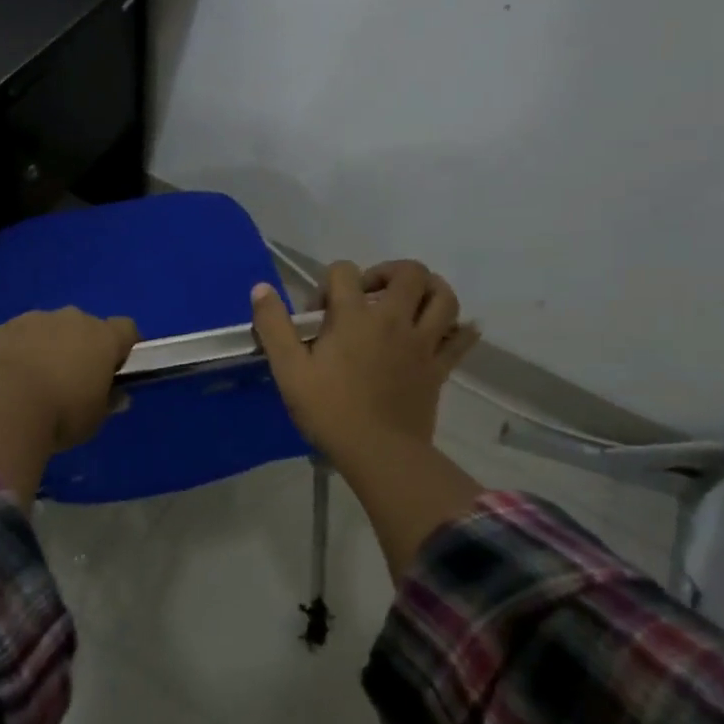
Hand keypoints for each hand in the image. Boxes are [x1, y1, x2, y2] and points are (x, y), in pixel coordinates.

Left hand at [0, 308, 140, 451]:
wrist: (0, 403)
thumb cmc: (60, 413)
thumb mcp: (93, 420)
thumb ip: (107, 403)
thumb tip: (116, 396)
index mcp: (103, 338)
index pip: (126, 330)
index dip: (123, 347)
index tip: (116, 369)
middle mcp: (73, 319)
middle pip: (86, 326)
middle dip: (83, 346)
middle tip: (74, 379)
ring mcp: (36, 319)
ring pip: (51, 328)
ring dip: (50, 346)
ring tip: (37, 380)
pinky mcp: (4, 326)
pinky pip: (21, 335)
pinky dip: (21, 350)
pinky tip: (10, 378)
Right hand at [251, 261, 478, 465]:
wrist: (378, 453)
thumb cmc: (329, 410)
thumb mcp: (288, 369)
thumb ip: (273, 326)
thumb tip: (261, 289)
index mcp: (354, 316)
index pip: (343, 271)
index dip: (329, 283)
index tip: (320, 313)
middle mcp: (394, 319)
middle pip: (408, 272)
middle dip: (388, 272)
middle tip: (370, 294)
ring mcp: (422, 342)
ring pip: (443, 296)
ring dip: (428, 289)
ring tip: (409, 302)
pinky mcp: (440, 366)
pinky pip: (462, 337)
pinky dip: (459, 328)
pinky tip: (445, 330)